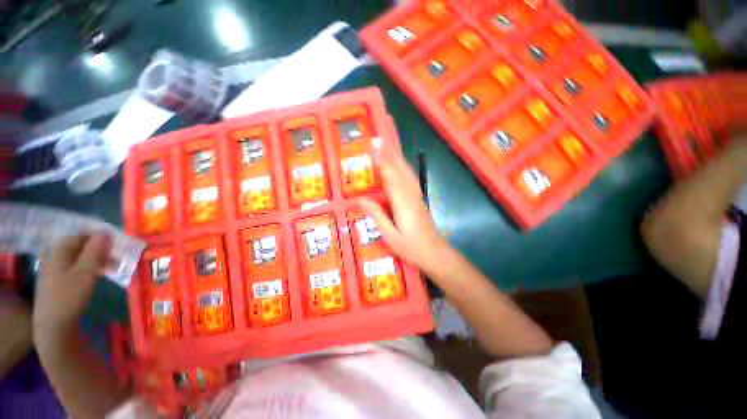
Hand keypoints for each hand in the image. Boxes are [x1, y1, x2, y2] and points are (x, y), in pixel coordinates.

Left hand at [33, 234, 110, 339]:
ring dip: (96, 260)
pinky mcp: (57, 282)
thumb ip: (95, 251)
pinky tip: (97, 277)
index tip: (116, 243)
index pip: (80, 235)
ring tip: (111, 268)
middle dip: (99, 249)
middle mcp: (54, 257)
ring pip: (78, 258)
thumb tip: (105, 232)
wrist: (53, 326)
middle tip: (117, 257)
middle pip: (79, 246)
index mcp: (59, 251)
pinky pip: (75, 268)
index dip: (98, 237)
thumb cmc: (70, 296)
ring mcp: (54, 271)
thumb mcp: (86, 272)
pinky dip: (88, 269)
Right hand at [359, 146, 449, 270]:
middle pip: (400, 170)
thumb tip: (361, 199)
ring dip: (398, 159)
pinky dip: (404, 169)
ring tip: (389, 148)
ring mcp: (417, 196)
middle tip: (379, 141)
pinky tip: (400, 167)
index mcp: (402, 203)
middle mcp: (411, 195)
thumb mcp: (390, 236)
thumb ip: (377, 215)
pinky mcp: (419, 200)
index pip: (390, 178)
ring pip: (407, 173)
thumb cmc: (411, 247)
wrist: (436, 253)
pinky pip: (410, 179)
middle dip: (390, 155)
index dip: (382, 162)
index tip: (373, 149)